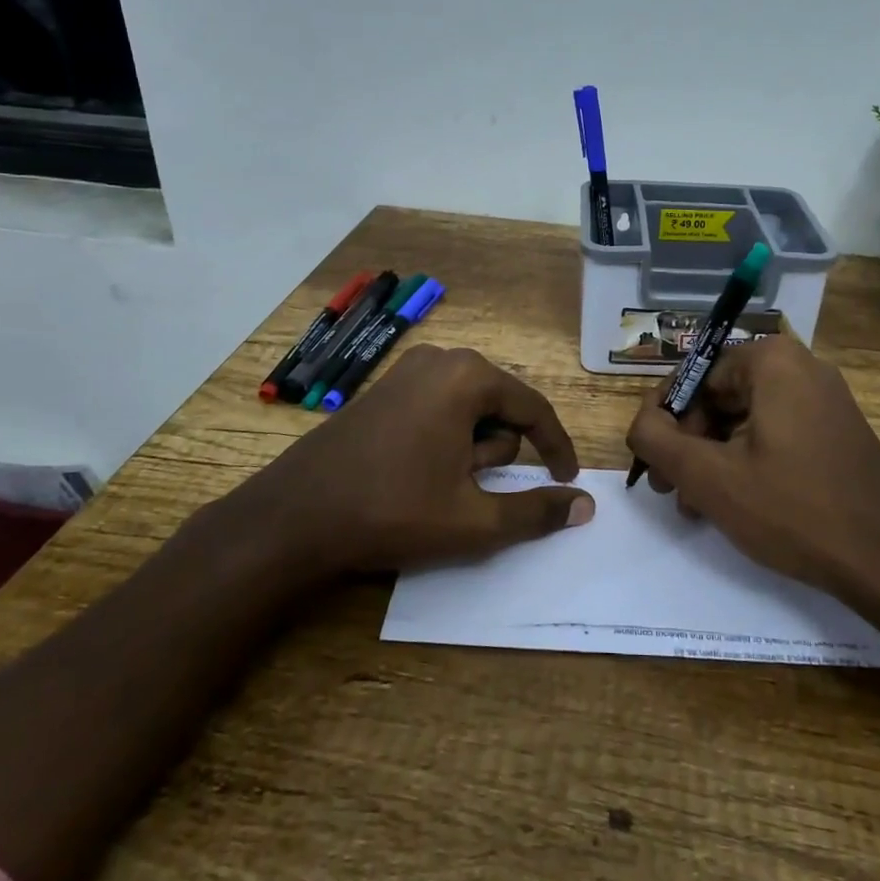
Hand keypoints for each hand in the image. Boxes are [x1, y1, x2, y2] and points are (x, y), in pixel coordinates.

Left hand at [222, 345, 591, 575]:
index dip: (556, 448)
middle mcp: (440, 360)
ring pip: (468, 410)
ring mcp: (406, 370)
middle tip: (466, 493)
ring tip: (437, 487)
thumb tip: (585, 506)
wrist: (294, 516)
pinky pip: (437, 408)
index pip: (534, 408)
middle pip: (499, 408)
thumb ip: (536, 512)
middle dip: (495, 454)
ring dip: (469, 450)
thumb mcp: (474, 520)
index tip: (566, 481)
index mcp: (467, 377)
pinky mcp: (383, 389)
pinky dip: (444, 440)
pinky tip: (416, 473)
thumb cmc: (393, 511)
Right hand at [624, 335, 879, 626]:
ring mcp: (824, 399)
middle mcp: (801, 367)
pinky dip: (746, 461)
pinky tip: (731, 503)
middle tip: (669, 490)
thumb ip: (657, 440)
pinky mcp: (836, 431)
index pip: (694, 378)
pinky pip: (774, 434)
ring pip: (744, 419)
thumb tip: (639, 423)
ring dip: (712, 458)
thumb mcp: (710, 476)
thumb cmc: (793, 509)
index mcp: (772, 360)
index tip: (653, 465)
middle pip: (719, 397)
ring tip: (695, 506)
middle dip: (688, 443)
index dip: (664, 421)